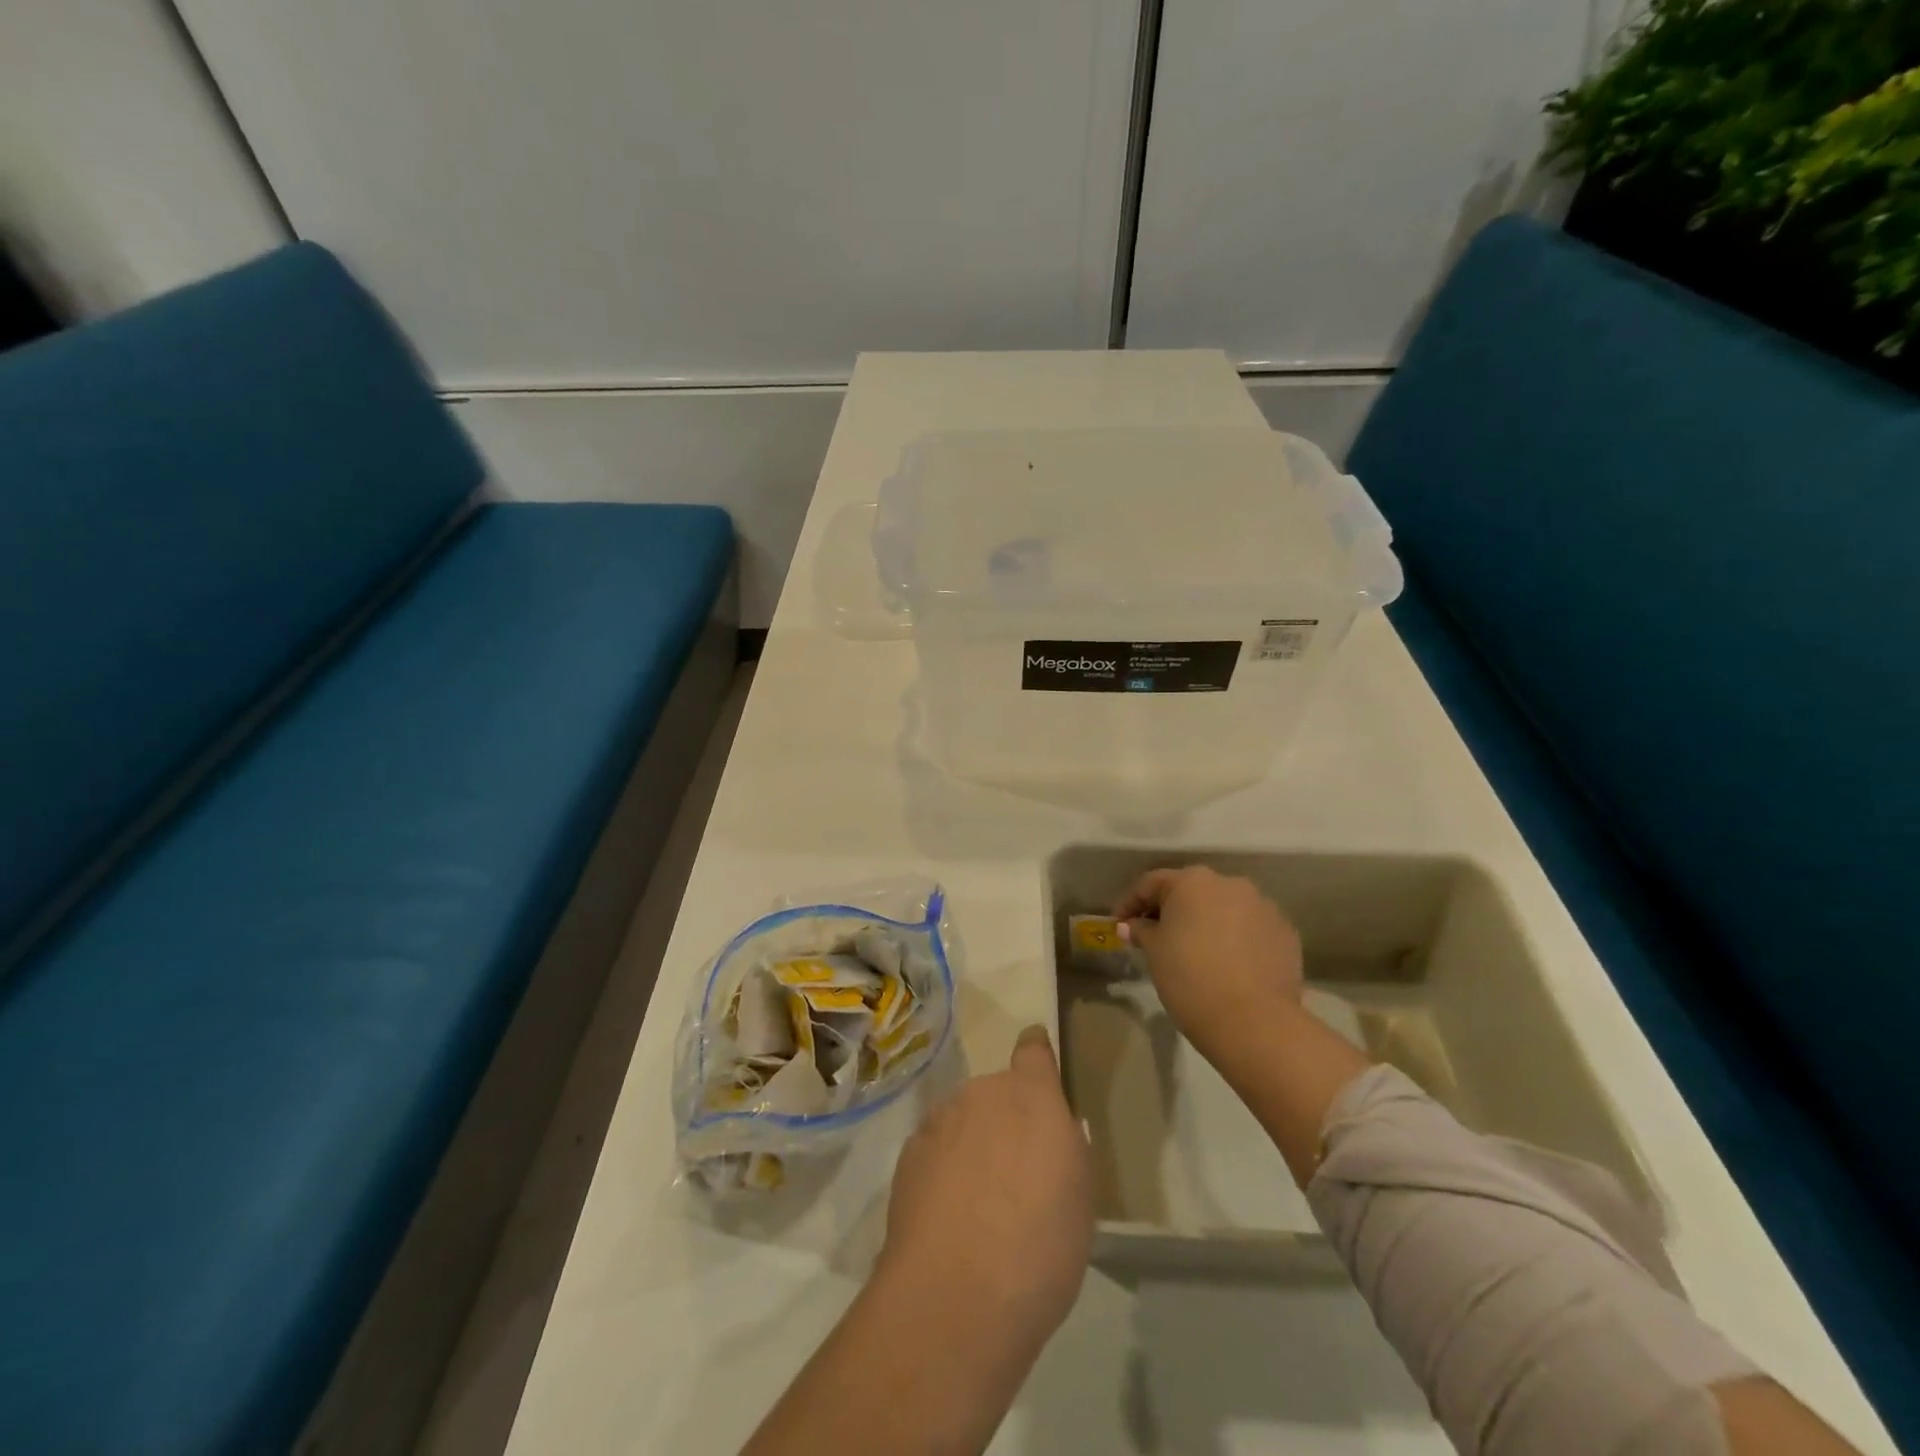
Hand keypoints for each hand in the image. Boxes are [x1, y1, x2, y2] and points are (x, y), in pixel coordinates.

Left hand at [878, 1025, 1093, 1354]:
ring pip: (963, 1120)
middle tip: (1016, 1171)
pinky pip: (935, 1148)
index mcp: (1031, 1096)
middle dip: (1006, 1119)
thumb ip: (1068, 1149)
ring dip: (972, 1143)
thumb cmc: (1040, 1245)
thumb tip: (1055, 1133)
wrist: (956, 1295)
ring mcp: (940, 1120)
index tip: (1038, 1060)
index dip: (1037, 1054)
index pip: (1033, 1050)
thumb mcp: (1082, 1197)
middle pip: (997, 1093)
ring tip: (979, 1201)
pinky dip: (943, 1168)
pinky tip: (948, 1215)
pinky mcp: (908, 1153)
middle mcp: (982, 1093)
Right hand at [1117, 866, 1304, 1061]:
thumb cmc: (1190, 979)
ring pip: (1225, 908)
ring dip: (1206, 922)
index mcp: (1193, 881)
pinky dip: (1235, 939)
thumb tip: (1132, 925)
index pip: (1152, 884)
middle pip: (1191, 891)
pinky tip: (1227, 963)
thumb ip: (1142, 931)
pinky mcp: (1285, 932)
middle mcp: (1230, 883)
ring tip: (1194, 950)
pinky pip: (1250, 928)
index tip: (1119, 925)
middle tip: (1154, 936)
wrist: (1254, 1023)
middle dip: (1171, 910)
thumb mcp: (1155, 953)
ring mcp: (1263, 906)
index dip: (1130, 903)